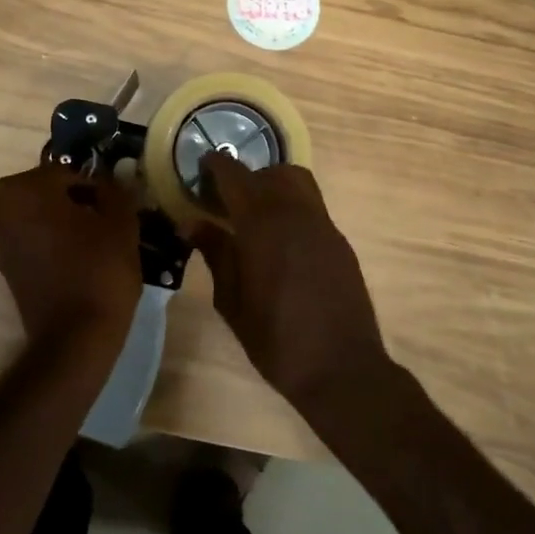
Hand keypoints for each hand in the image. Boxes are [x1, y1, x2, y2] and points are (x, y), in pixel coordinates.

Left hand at [0, 165, 140, 346]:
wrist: (76, 338)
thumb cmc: (99, 269)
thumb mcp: (120, 220)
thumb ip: (114, 189)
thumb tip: (108, 179)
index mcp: (23, 190)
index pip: (67, 171)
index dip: (95, 185)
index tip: (116, 202)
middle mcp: (2, 211)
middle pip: (49, 192)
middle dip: (77, 200)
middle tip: (108, 217)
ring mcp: (2, 242)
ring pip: (41, 216)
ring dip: (66, 221)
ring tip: (99, 239)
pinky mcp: (9, 269)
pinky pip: (36, 241)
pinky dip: (56, 243)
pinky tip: (84, 259)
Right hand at [192, 153, 393, 412]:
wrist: (342, 368)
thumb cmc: (275, 339)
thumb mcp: (232, 301)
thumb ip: (215, 254)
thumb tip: (193, 223)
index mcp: (262, 224)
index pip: (235, 176)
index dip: (216, 165)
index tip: (201, 166)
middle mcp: (295, 212)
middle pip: (268, 172)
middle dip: (244, 177)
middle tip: (224, 198)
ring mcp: (322, 224)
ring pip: (296, 181)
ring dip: (272, 185)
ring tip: (254, 213)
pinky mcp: (338, 240)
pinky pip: (311, 205)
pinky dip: (291, 205)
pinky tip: (279, 238)